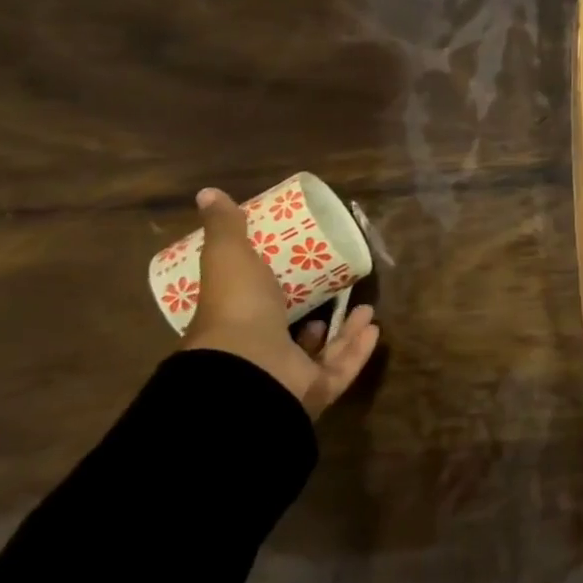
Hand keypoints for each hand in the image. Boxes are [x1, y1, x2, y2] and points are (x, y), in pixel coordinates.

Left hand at [180, 188, 379, 419]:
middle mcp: (258, 356)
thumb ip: (225, 228)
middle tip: (337, 292)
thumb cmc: (238, 308)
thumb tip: (207, 193)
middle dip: (316, 315)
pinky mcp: (316, 390)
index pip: (253, 311)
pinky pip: (341, 368)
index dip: (272, 294)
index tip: (297, 272)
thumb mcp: (229, 257)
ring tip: (365, 308)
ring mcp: (287, 376)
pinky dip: (358, 349)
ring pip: (320, 352)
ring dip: (343, 331)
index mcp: (235, 326)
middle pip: (290, 335)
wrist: (250, 368)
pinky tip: (374, 329)